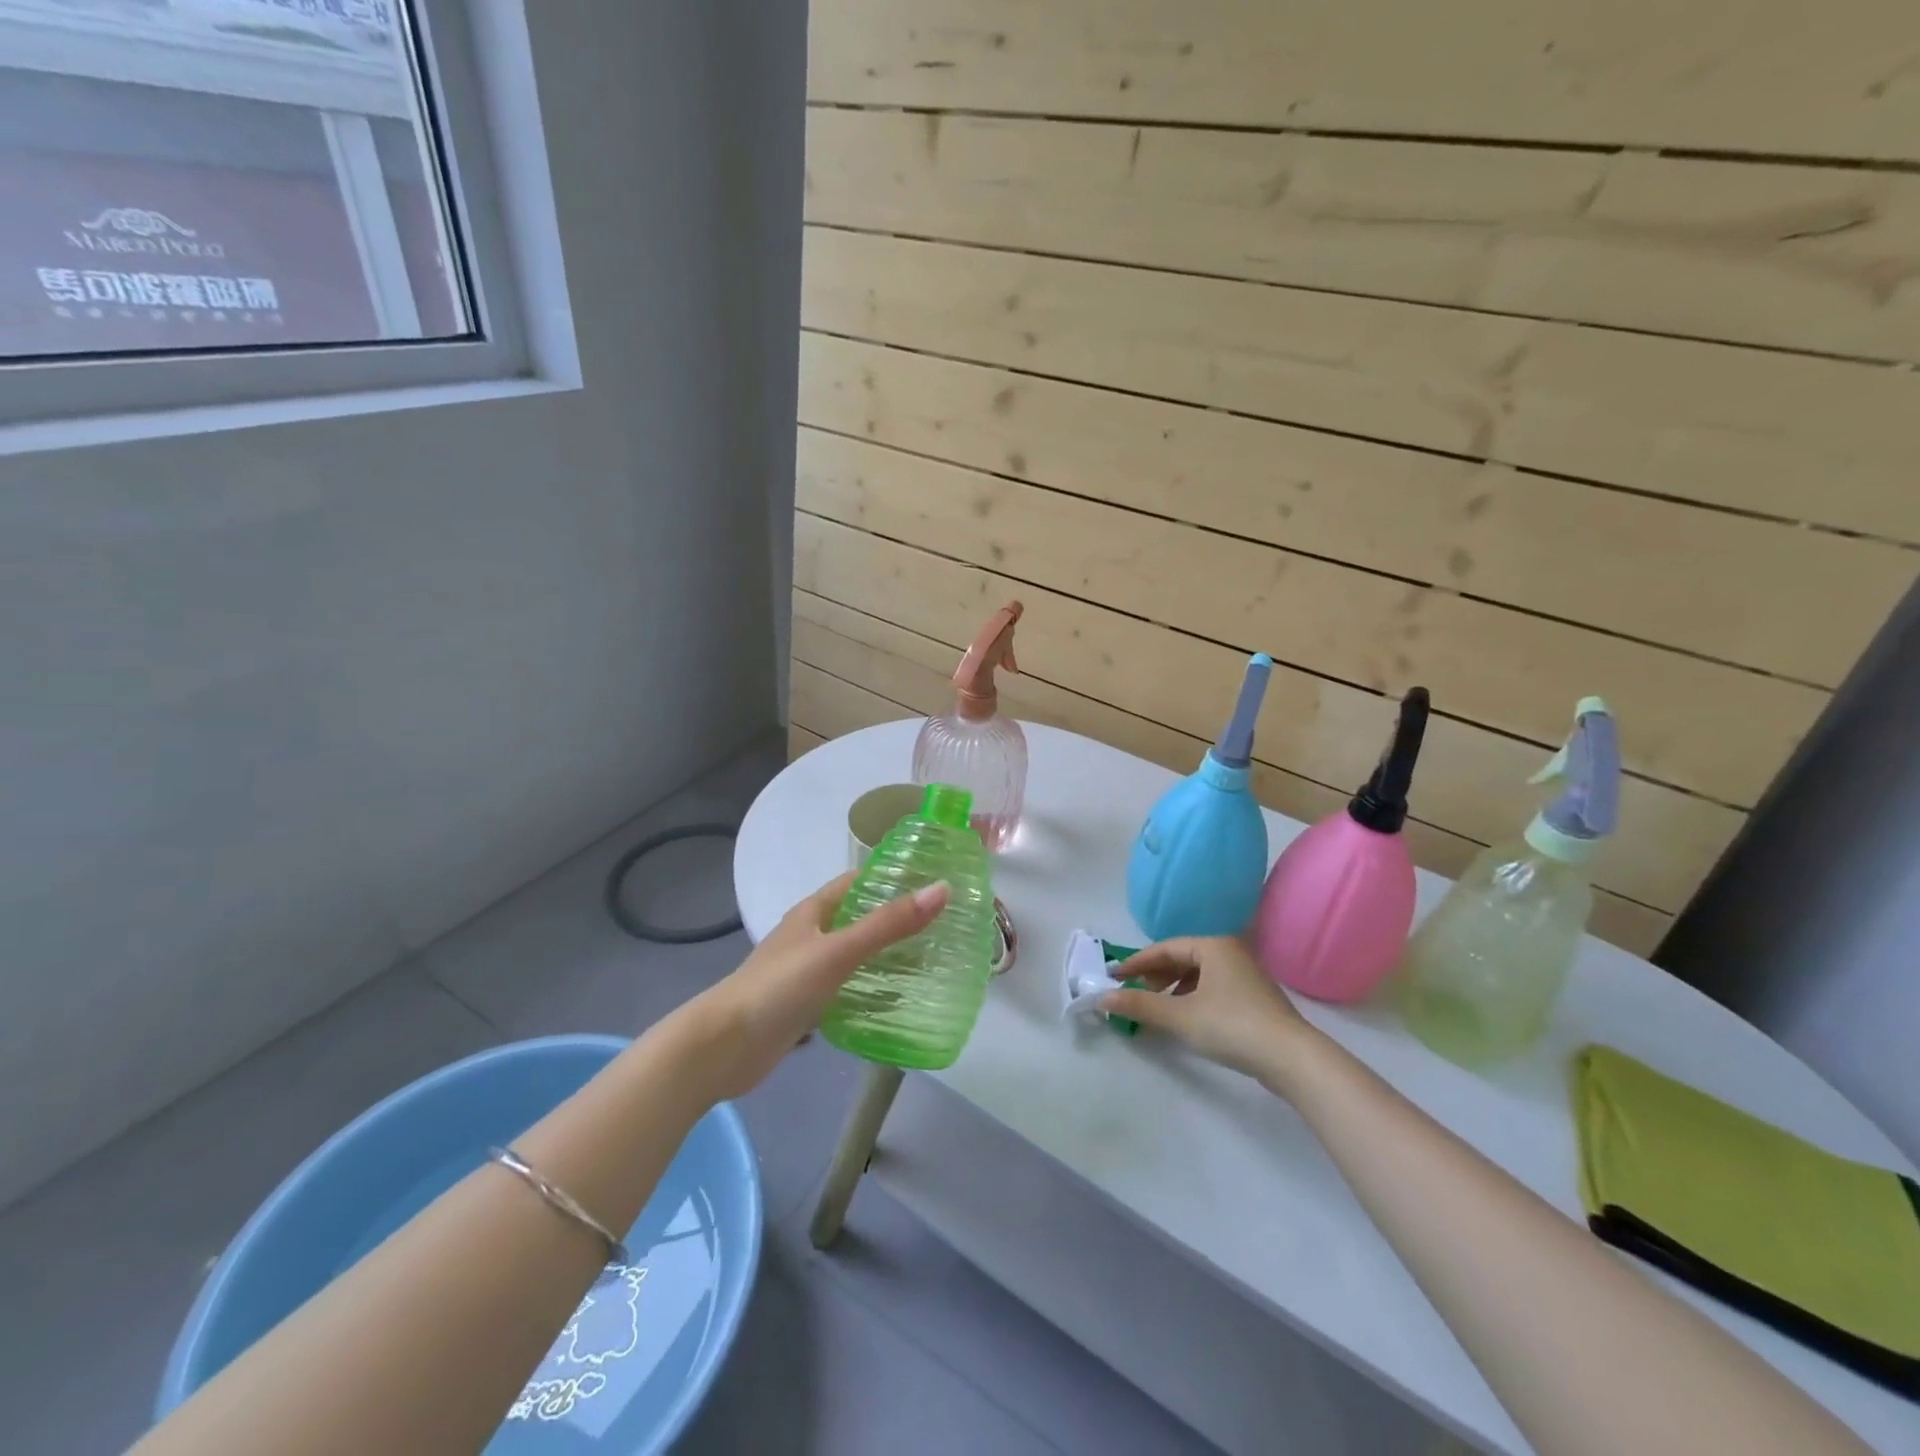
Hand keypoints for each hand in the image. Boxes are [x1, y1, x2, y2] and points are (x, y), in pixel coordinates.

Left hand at [663, 872, 948, 1101]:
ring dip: (885, 956)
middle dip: (895, 919)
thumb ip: (888, 924)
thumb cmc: (779, 988)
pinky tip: (897, 1001)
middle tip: (943, 925)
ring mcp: (806, 971)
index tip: (933, 881)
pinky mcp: (805, 1005)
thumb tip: (941, 890)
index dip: (892, 877)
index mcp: (813, 912)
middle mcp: (810, 935)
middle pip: (859, 918)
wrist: (723, 1048)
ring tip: (931, 960)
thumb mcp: (838, 951)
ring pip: (854, 955)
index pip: (858, 882)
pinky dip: (870, 990)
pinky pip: (846, 989)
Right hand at [1102, 936, 1315, 1082]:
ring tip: (1157, 1011)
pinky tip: (1186, 1020)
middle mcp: (1229, 952)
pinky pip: (1212, 989)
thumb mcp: (1180, 1015)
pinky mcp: (1254, 999)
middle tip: (1134, 995)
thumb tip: (1102, 998)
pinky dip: (1192, 1000)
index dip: (1135, 963)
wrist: (1292, 1059)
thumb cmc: (1232, 1025)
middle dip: (1154, 977)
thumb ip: (1140, 1005)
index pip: (1164, 948)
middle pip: (1181, 959)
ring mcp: (1245, 975)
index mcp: (1212, 945)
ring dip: (1173, 990)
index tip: (1113, 977)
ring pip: (1198, 975)